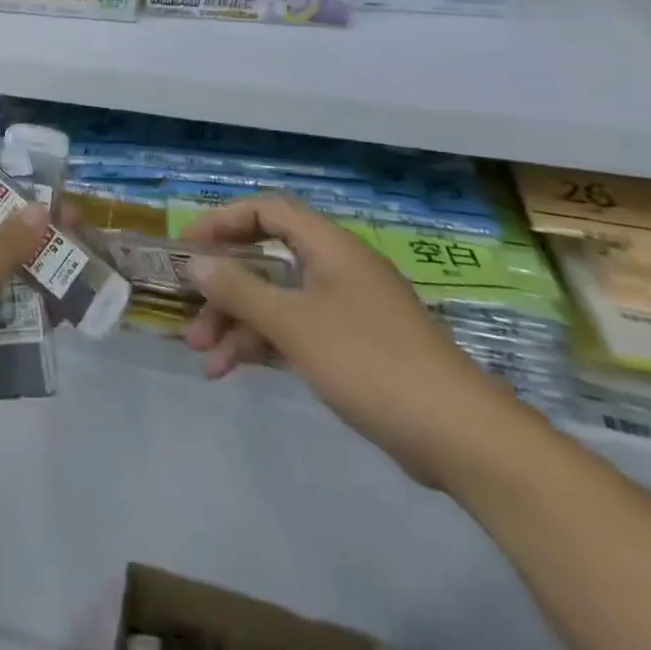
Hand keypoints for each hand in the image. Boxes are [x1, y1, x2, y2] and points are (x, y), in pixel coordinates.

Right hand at [183, 196, 530, 489]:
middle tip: (189, 312)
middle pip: (267, 260)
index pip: (267, 211)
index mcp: (329, 247)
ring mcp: (347, 310)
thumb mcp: (293, 322)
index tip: (189, 248)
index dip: (223, 221)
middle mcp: (337, 269)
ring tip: (203, 358)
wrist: (461, 437)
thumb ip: (240, 289)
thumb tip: (197, 263)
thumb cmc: (369, 361)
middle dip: (224, 287)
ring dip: (237, 323)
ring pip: (278, 302)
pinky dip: (263, 345)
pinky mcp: (354, 349)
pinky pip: (296, 332)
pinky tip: (232, 370)